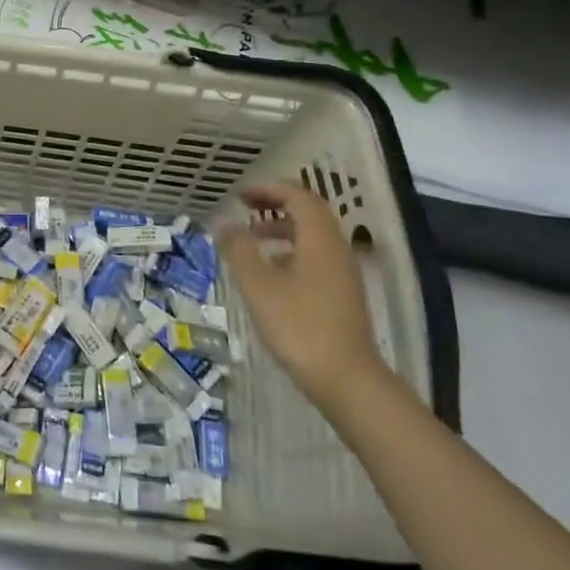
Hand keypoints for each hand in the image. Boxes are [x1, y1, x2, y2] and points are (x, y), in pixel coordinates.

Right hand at [217, 179, 387, 401]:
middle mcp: (336, 249)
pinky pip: (315, 256)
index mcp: (319, 239)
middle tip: (244, 206)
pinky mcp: (341, 294)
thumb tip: (223, 220)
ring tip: (251, 238)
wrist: (346, 379)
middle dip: (275, 204)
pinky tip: (270, 272)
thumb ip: (239, 249)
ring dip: (282, 228)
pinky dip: (291, 250)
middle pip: (309, 212)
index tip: (239, 194)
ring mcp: (342, 273)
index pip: (298, 197)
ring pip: (312, 236)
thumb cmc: (299, 327)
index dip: (268, 189)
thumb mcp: (259, 286)